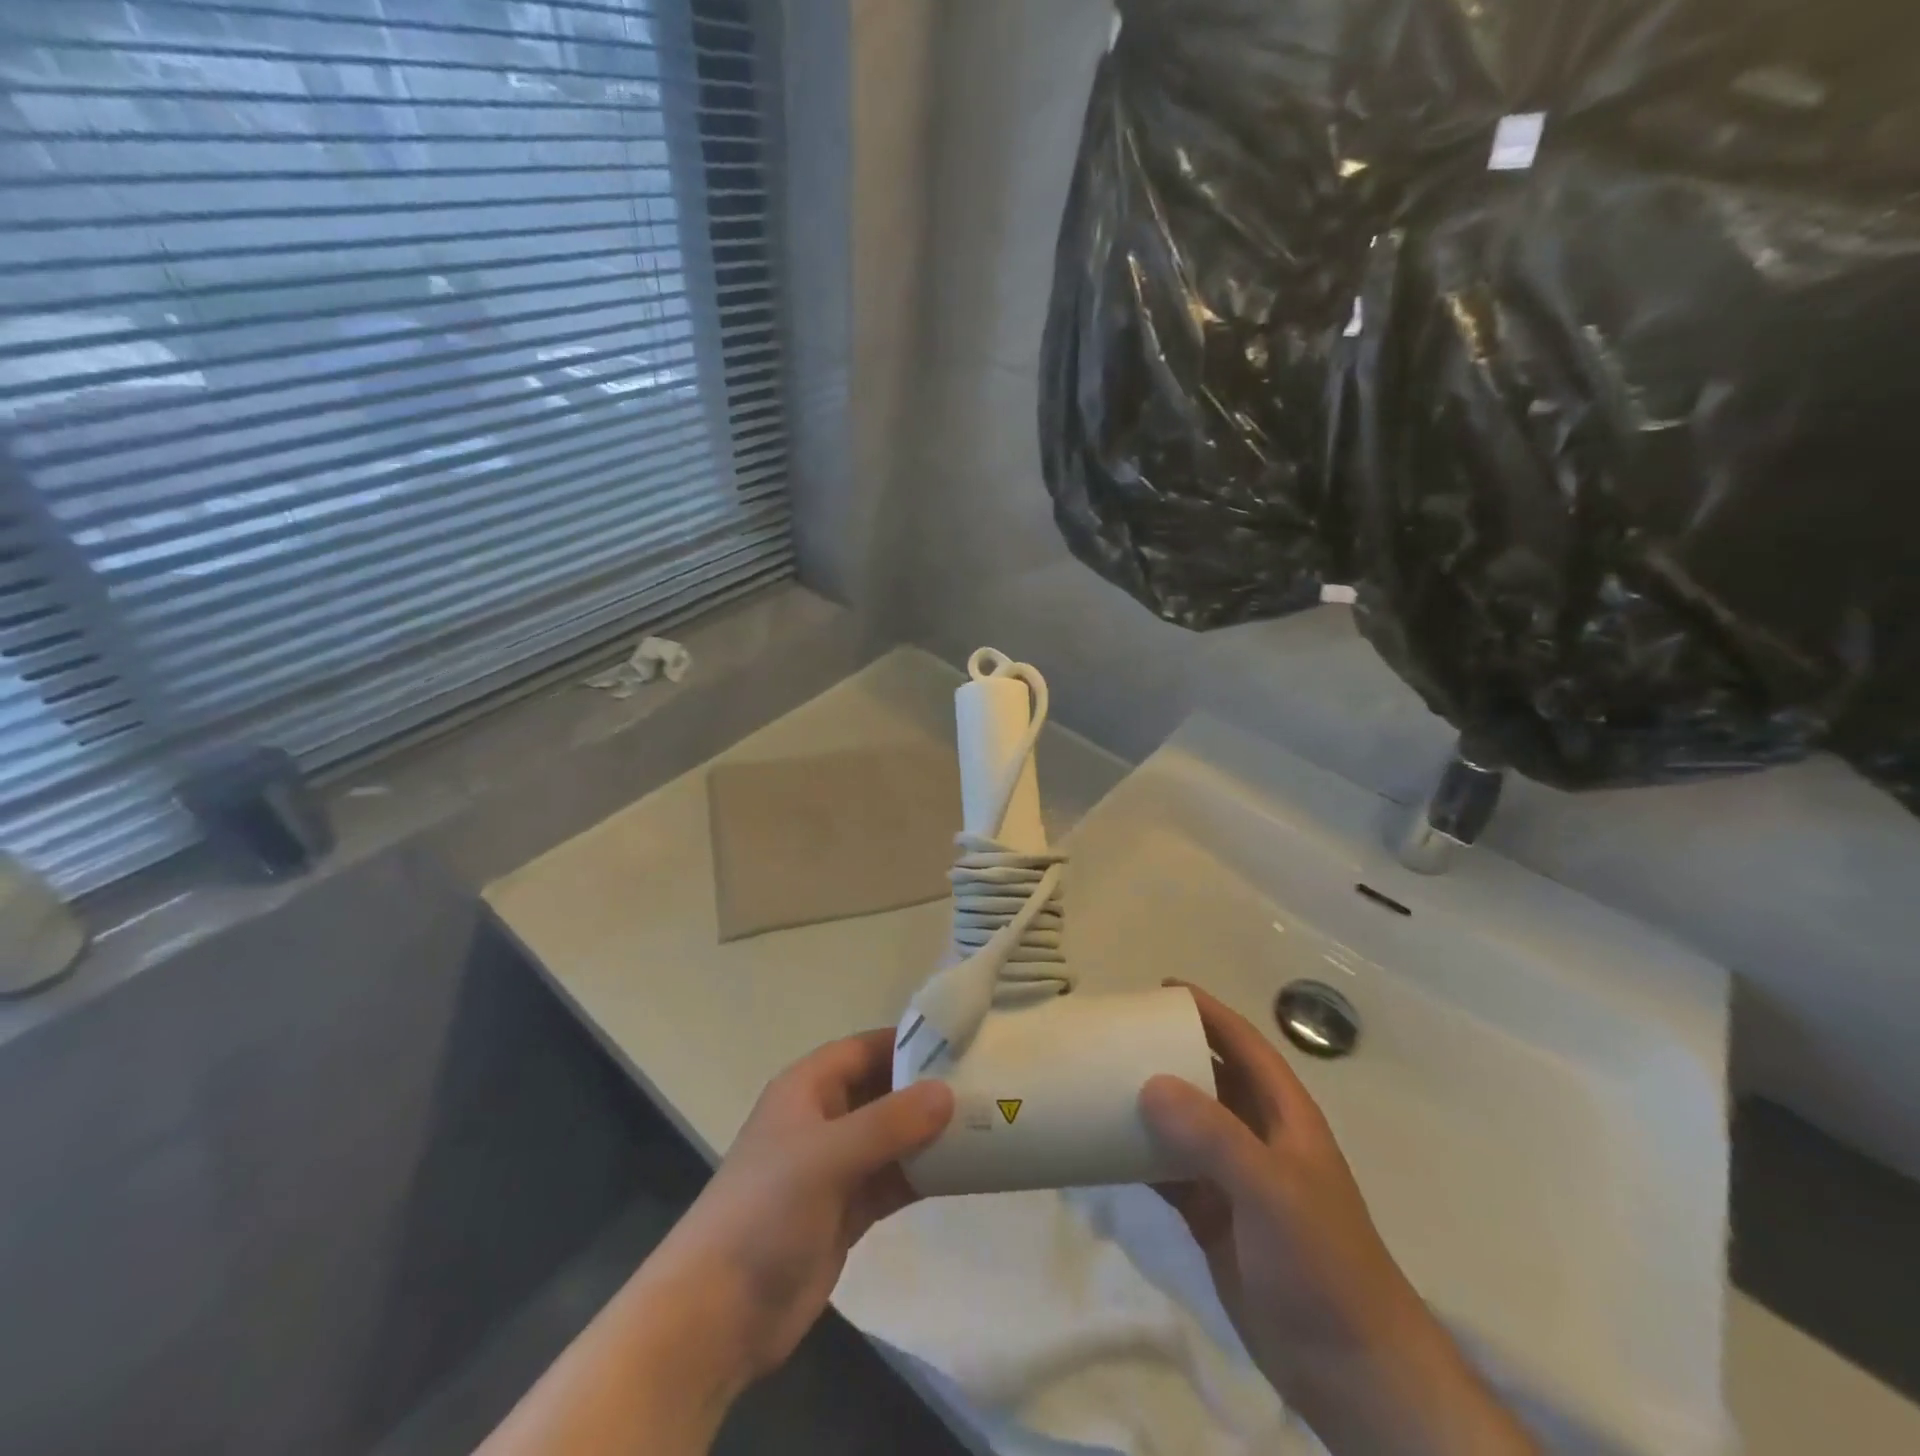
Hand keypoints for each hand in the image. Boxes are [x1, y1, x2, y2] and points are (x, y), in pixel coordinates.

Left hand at [649, 1028, 955, 1381]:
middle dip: (927, 1088)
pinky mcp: (847, 1211)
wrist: (717, 1315)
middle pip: (883, 1091)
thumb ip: (890, 1123)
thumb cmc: (765, 1211)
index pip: (865, 1048)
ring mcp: (835, 1167)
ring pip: (892, 1137)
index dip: (908, 1042)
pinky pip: (893, 1179)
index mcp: (808, 1088)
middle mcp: (823, 1119)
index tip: (960, 1041)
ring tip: (985, 1124)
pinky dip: (923, 1174)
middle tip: (984, 1084)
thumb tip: (948, 1092)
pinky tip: (963, 1172)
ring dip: (930, 1134)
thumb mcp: (828, 1156)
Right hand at [1141, 985, 1536, 1455]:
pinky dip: (1138, 1156)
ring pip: (1183, 1124)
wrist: (1351, 1376)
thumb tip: (1149, 1083)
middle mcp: (1258, 1137)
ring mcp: (1234, 1179)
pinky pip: (1168, 1171)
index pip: (1243, 1044)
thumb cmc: (1322, 1266)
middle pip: (1208, 1077)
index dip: (1207, 1012)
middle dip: (1168, 1053)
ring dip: (1148, 1104)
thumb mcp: (1272, 1192)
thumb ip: (1213, 1136)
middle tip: (1118, 1035)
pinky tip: (1103, 1146)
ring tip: (1101, 1080)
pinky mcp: (1213, 1217)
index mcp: (1284, 1115)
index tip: (1161, 990)